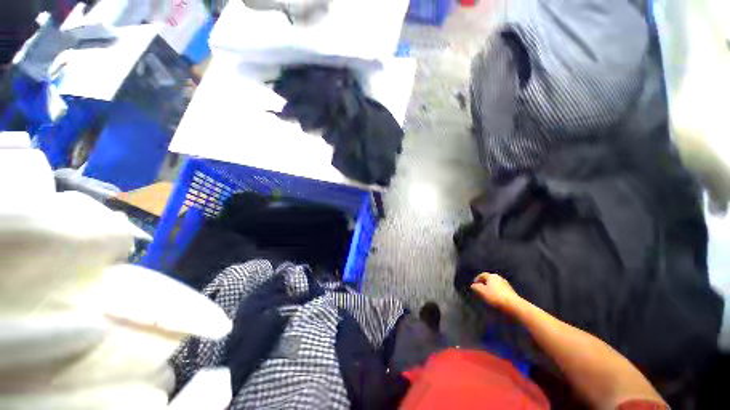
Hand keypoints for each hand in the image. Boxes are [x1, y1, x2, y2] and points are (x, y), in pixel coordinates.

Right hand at [470, 273, 521, 311]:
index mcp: (492, 276)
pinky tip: (495, 300)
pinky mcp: (512, 293)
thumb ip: (475, 287)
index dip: (477, 280)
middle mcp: (499, 278)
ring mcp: (507, 285)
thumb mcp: (481, 292)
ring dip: (491, 290)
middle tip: (480, 291)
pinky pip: (501, 291)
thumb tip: (474, 286)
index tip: (474, 286)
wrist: (514, 306)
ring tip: (487, 296)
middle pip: (489, 280)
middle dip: (484, 285)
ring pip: (495, 286)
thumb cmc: (495, 297)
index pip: (482, 275)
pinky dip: (497, 294)